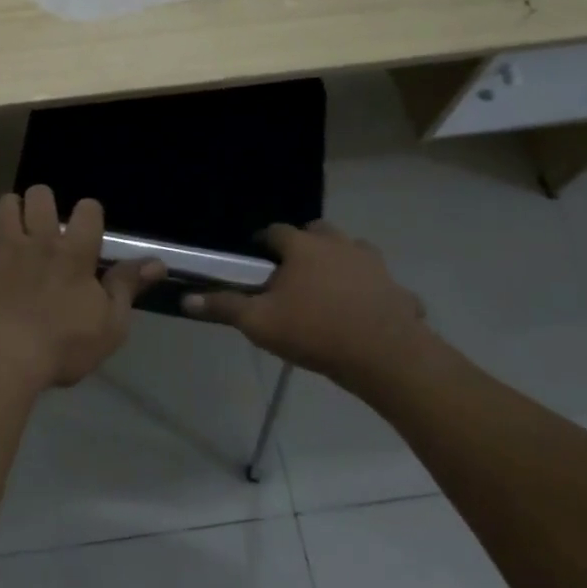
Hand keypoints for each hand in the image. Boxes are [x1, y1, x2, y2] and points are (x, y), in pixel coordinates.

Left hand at [0, 186, 164, 387]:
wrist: (5, 356)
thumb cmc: (64, 344)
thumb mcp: (110, 324)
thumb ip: (127, 287)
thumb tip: (158, 263)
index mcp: (75, 253)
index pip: (88, 210)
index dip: (90, 213)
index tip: (89, 228)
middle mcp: (40, 241)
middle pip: (40, 195)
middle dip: (44, 201)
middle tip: (46, 223)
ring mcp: (6, 249)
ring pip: (5, 206)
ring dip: (10, 209)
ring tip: (14, 223)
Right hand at [184, 221, 427, 382]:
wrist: (385, 356)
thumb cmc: (315, 332)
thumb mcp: (259, 323)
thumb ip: (224, 307)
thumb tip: (186, 298)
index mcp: (303, 248)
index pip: (276, 231)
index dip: (264, 241)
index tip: (256, 256)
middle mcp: (339, 245)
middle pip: (318, 232)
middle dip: (305, 244)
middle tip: (294, 270)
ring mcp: (374, 265)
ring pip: (355, 251)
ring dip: (342, 261)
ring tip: (330, 287)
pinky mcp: (400, 290)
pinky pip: (385, 286)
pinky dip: (376, 293)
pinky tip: (368, 313)